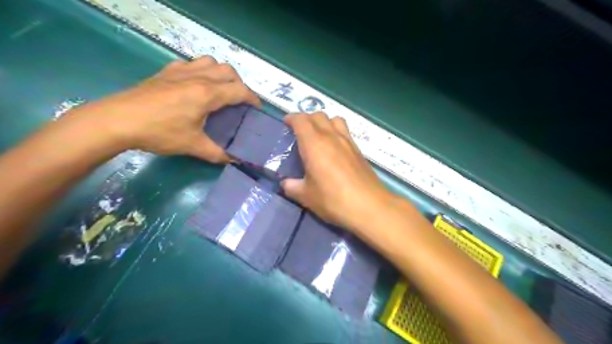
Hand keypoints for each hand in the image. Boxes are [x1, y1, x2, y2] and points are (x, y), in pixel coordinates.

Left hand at [64, 55, 259, 161]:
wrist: (117, 120)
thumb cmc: (159, 132)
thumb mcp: (192, 146)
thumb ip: (217, 153)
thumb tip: (234, 160)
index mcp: (207, 94)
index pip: (239, 91)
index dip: (253, 99)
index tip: (258, 109)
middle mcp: (197, 77)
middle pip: (229, 72)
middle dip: (240, 85)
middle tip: (239, 102)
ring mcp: (180, 71)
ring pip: (211, 62)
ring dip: (221, 74)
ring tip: (220, 90)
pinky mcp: (166, 71)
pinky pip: (191, 63)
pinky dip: (201, 70)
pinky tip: (196, 84)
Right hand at [279, 113, 393, 231]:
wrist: (369, 206)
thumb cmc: (333, 200)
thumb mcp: (306, 197)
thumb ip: (292, 187)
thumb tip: (286, 183)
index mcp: (314, 144)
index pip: (301, 120)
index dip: (292, 118)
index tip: (286, 124)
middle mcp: (331, 136)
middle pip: (318, 115)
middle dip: (307, 119)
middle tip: (300, 132)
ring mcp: (348, 141)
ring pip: (334, 119)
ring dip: (324, 122)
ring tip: (318, 136)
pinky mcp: (359, 150)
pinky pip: (345, 131)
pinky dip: (336, 131)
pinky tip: (334, 149)